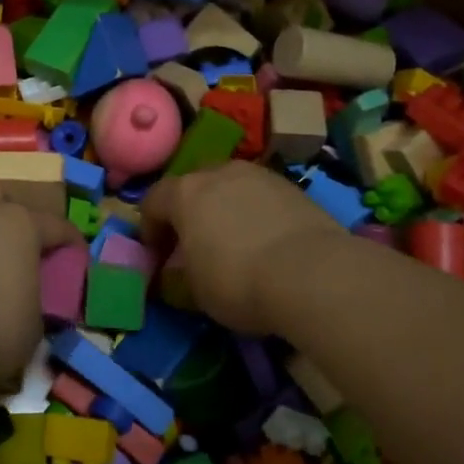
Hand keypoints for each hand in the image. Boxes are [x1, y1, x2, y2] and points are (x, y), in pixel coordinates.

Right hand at [141, 161, 346, 335]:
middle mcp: (218, 172)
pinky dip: (255, 213)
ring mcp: (258, 175)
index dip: (149, 229)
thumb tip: (176, 270)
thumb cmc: (238, 281)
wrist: (313, 273)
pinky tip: (265, 241)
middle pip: (193, 186)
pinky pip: (260, 197)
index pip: (153, 201)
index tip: (157, 256)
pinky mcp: (292, 187)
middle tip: (193, 244)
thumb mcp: (195, 290)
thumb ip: (179, 273)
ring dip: (224, 209)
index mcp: (185, 193)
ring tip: (233, 241)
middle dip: (188, 212)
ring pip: (229, 187)